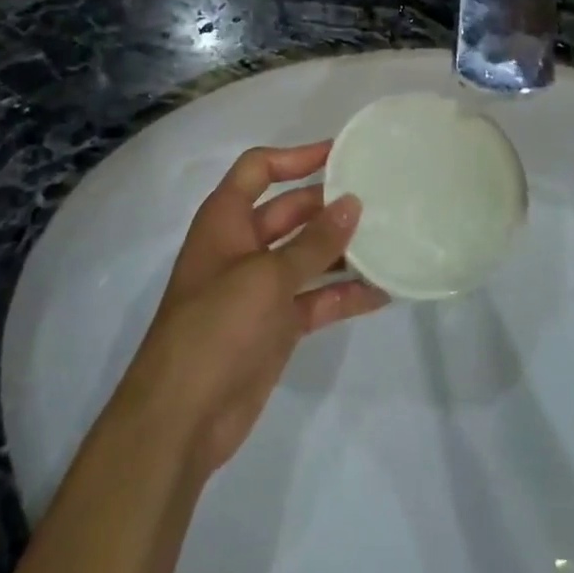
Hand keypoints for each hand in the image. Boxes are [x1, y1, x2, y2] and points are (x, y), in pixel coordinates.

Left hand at [109, 143, 387, 480]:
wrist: (181, 418)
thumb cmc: (216, 326)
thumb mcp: (267, 276)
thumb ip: (314, 241)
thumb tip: (353, 203)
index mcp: (226, 220)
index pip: (259, 169)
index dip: (297, 157)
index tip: (342, 154)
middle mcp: (243, 246)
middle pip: (292, 210)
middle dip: (330, 204)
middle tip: (381, 198)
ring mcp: (260, 288)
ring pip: (308, 256)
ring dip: (343, 249)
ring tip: (392, 239)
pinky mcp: (276, 325)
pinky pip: (316, 299)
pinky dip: (344, 295)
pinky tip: (384, 292)